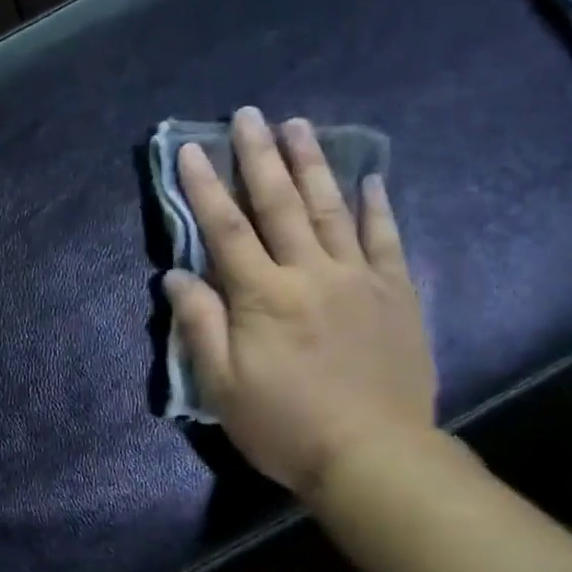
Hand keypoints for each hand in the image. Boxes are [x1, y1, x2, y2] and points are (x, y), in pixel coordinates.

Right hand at [164, 108, 436, 497]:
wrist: (373, 457)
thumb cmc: (284, 424)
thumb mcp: (221, 385)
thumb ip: (199, 324)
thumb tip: (176, 275)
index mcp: (262, 295)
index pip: (225, 229)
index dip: (205, 187)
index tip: (191, 149)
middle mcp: (310, 273)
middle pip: (280, 204)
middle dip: (259, 157)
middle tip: (249, 114)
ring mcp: (358, 279)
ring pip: (332, 209)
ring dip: (313, 164)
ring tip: (300, 125)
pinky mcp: (395, 294)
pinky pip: (385, 240)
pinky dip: (377, 207)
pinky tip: (372, 179)